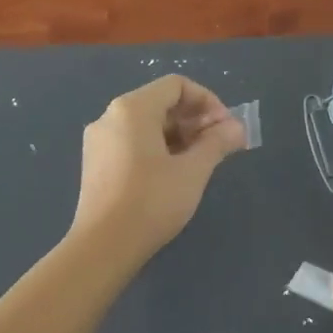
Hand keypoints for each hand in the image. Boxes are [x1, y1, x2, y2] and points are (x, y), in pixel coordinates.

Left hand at [69, 75, 246, 262]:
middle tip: (218, 146)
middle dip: (194, 119)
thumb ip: (217, 143)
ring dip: (178, 135)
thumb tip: (237, 127)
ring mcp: (99, 140)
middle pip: (160, 102)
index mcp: (132, 108)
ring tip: (199, 162)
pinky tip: (172, 174)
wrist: (103, 247)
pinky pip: (132, 142)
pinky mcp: (95, 163)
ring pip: (146, 124)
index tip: (225, 128)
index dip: (207, 101)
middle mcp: (110, 116)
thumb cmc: (151, 202)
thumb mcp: (193, 171)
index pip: (176, 85)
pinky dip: (157, 148)